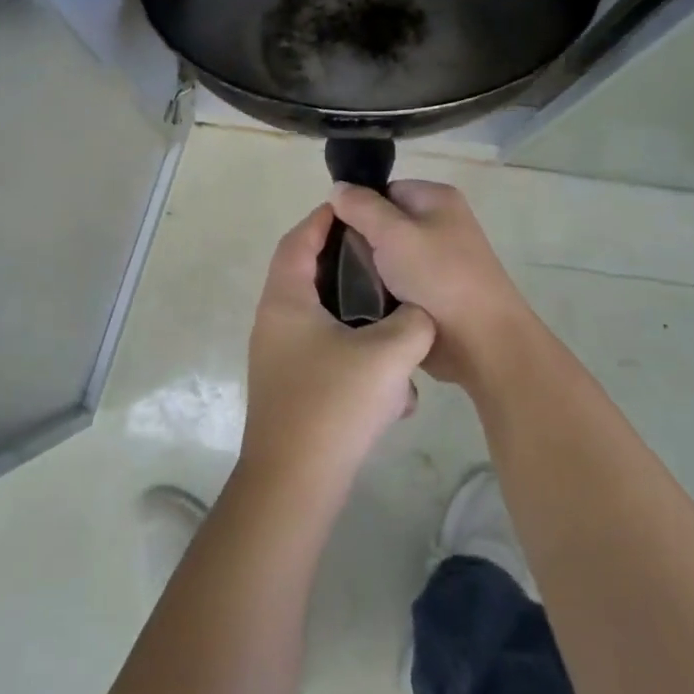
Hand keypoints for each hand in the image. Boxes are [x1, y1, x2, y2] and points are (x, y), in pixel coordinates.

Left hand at [240, 205, 436, 501]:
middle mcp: (275, 323)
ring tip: (398, 322)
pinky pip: (328, 356)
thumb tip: (418, 314)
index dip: (325, 220)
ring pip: (323, 321)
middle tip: (387, 263)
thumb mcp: (389, 354)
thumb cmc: (334, 404)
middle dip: (348, 268)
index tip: (356, 209)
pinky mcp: (294, 390)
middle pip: (309, 277)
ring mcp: (281, 359)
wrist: (295, 484)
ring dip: (359, 320)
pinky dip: (357, 357)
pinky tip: (393, 387)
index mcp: (286, 301)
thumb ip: (413, 321)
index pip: (299, 241)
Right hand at [328, 181, 534, 388]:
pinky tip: (365, 306)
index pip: (384, 191)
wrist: (481, 342)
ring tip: (348, 289)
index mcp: (436, 199)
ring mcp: (438, 260)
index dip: (358, 209)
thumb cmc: (439, 277)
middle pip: (383, 224)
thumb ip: (361, 207)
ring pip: (386, 257)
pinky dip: (381, 293)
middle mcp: (440, 224)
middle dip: (361, 244)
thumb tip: (338, 188)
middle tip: (339, 265)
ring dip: (369, 272)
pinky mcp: (433, 292)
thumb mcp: (393, 234)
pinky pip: (396, 283)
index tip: (336, 234)